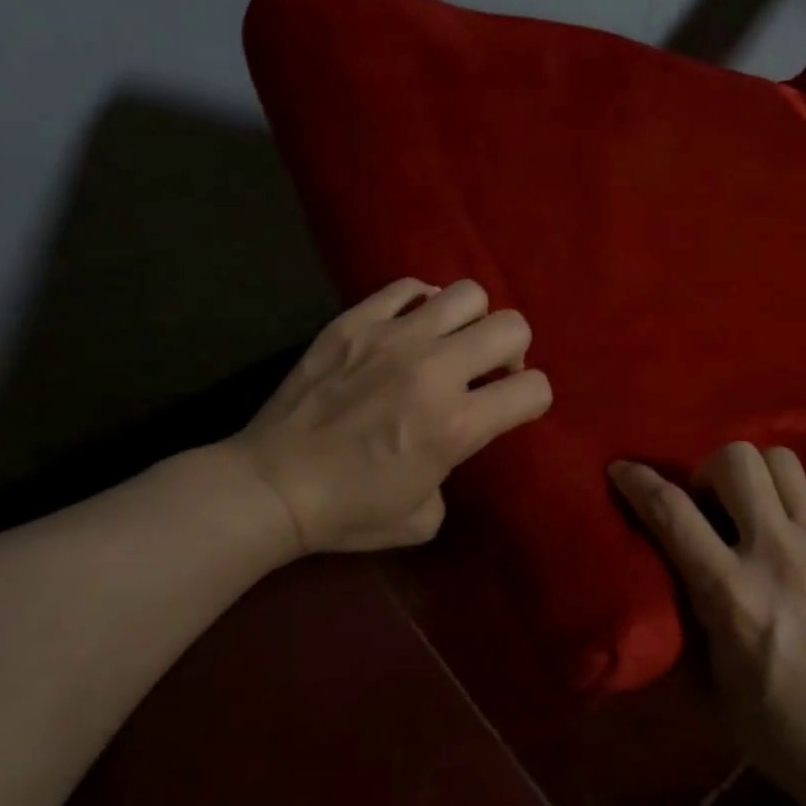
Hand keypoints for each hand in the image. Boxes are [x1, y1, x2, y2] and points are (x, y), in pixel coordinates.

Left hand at [230, 277, 552, 556]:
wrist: (271, 486)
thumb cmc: (348, 512)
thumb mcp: (424, 517)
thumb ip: (454, 471)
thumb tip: (450, 441)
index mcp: (456, 425)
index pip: (534, 390)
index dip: (531, 400)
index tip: (510, 408)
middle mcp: (434, 371)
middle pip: (512, 327)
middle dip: (512, 351)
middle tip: (485, 371)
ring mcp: (392, 338)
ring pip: (467, 294)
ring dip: (470, 321)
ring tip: (448, 343)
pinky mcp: (354, 322)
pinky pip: (407, 288)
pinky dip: (421, 304)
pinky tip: (409, 329)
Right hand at [608, 443, 805, 805]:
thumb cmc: (769, 722)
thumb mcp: (705, 671)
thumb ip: (686, 604)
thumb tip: (669, 556)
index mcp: (732, 594)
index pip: (672, 512)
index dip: (638, 481)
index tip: (622, 469)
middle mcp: (779, 557)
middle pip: (738, 460)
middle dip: (708, 470)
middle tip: (707, 503)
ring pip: (782, 461)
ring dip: (754, 476)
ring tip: (750, 509)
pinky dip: (791, 504)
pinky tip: (789, 537)